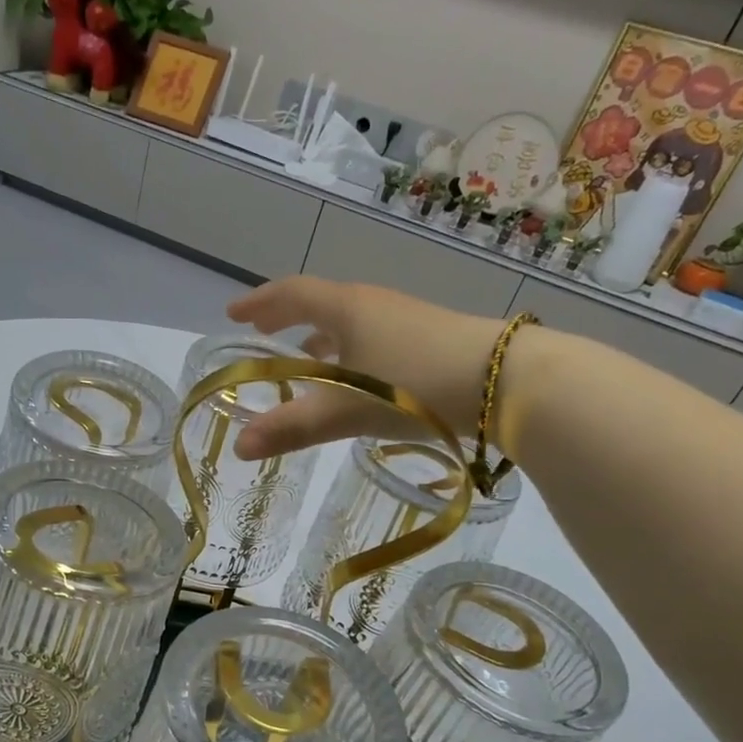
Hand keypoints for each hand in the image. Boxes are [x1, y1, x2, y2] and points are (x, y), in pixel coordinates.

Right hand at [225, 277, 506, 459]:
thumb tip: (239, 447)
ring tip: (305, 356)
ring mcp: (405, 320)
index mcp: (347, 309)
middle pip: (320, 302)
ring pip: (350, 322)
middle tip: (262, 331)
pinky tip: (358, 378)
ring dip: (320, 335)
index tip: (233, 314)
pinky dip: (350, 350)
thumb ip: (293, 427)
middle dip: (286, 316)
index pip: (291, 294)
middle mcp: (374, 305)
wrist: (508, 379)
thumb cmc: (416, 385)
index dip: (259, 303)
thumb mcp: (347, 409)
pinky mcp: (430, 339)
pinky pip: (374, 337)